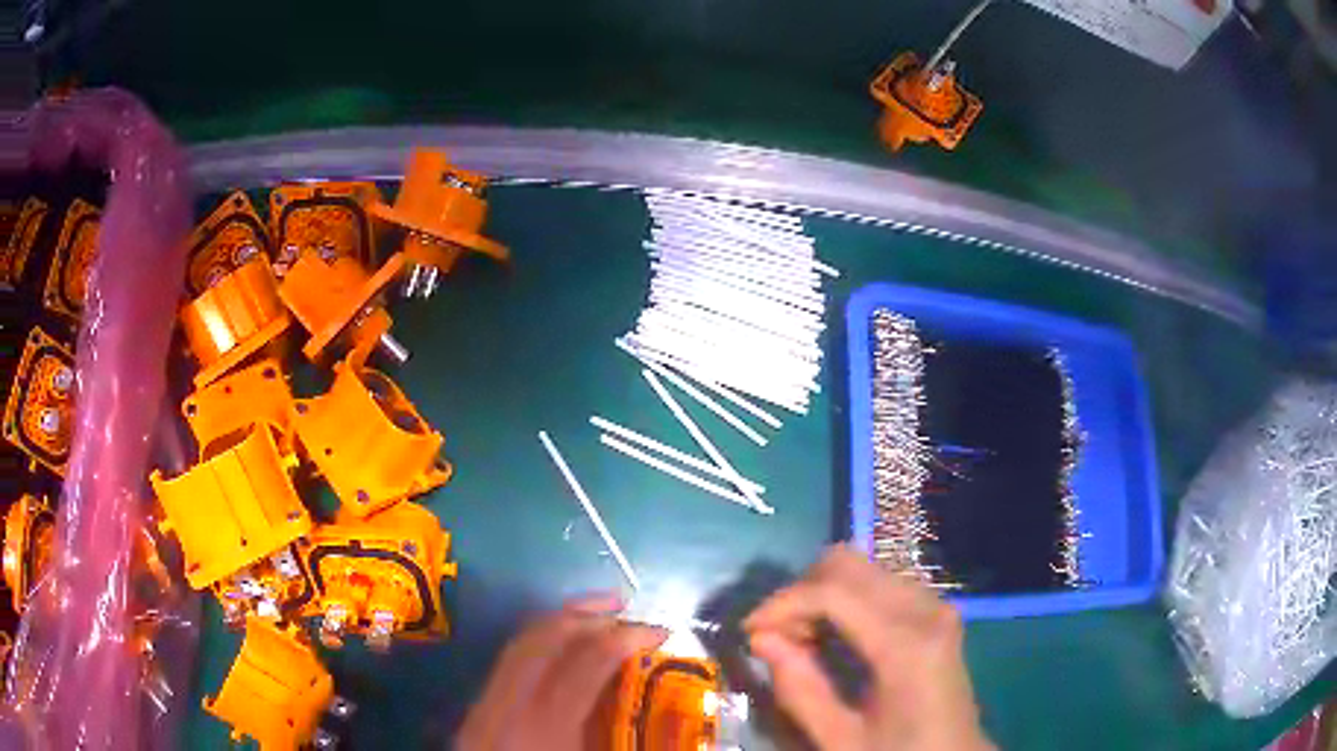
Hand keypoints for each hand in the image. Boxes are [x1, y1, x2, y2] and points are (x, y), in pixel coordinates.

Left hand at [457, 593, 667, 750]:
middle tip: (630, 611)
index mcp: (546, 727)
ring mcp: (486, 703)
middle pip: (547, 637)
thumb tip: (679, 732)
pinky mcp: (477, 708)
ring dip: (562, 619)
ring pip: (521, 640)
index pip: (587, 661)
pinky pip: (508, 657)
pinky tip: (560, 644)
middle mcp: (510, 705)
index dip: (627, 637)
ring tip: (599, 612)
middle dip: (592, 614)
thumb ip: (626, 742)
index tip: (661, 632)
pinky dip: (538, 638)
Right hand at [744, 545, 991, 750]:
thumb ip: (800, 690)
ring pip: (862, 568)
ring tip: (802, 641)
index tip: (748, 631)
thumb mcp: (841, 740)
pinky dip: (844, 599)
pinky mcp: (935, 608)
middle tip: (777, 637)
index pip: (834, 592)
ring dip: (821, 594)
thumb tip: (760, 639)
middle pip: (848, 563)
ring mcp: (935, 603)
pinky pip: (879, 582)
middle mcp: (926, 608)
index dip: (782, 603)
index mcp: (907, 645)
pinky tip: (833, 636)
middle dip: (801, 593)